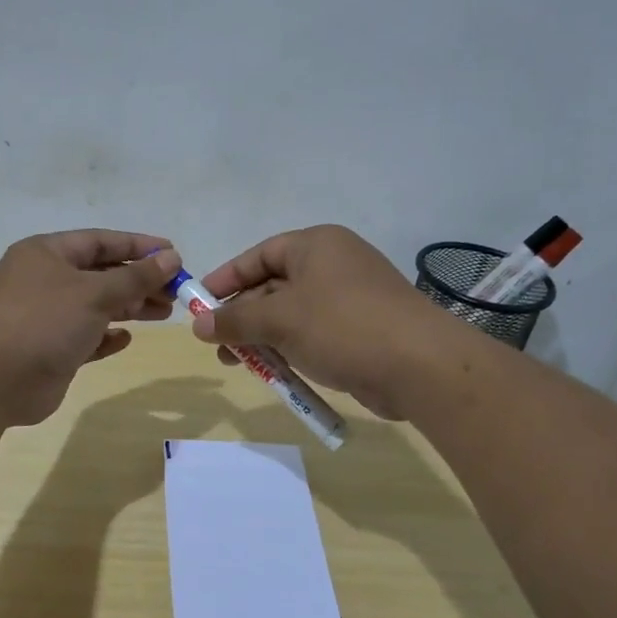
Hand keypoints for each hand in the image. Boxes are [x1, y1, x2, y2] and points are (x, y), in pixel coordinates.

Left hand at [0, 229, 180, 426]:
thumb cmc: (43, 322)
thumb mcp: (94, 293)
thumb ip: (135, 277)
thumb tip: (171, 258)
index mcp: (47, 254)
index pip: (100, 241)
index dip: (138, 246)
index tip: (174, 255)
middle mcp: (44, 280)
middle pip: (101, 274)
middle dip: (139, 281)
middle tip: (176, 292)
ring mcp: (45, 317)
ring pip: (96, 306)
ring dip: (129, 308)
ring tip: (164, 313)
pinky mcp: (49, 350)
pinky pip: (85, 338)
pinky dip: (106, 337)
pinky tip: (125, 340)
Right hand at [187, 225, 459, 419]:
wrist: (419, 366)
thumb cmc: (342, 327)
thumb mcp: (279, 320)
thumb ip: (234, 320)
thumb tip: (197, 324)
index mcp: (316, 246)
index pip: (259, 255)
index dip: (226, 279)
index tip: (199, 304)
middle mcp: (333, 265)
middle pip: (273, 286)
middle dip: (242, 316)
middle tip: (217, 343)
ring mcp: (350, 298)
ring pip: (292, 314)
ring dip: (263, 337)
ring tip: (239, 364)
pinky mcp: (361, 330)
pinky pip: (313, 334)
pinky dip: (290, 349)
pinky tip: (274, 372)